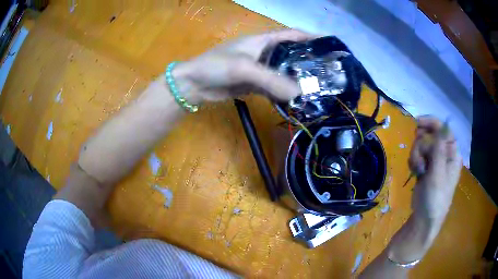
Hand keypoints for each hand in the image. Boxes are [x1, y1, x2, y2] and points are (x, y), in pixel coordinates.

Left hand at [172, 30, 313, 102]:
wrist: (194, 85)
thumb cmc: (216, 66)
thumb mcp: (244, 68)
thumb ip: (271, 80)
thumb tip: (299, 93)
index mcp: (262, 40)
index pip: (291, 34)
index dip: (310, 37)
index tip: (328, 46)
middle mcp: (263, 52)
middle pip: (290, 54)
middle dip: (307, 61)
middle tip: (326, 73)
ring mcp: (259, 69)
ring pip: (283, 72)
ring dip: (296, 79)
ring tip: (316, 88)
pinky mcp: (253, 83)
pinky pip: (273, 87)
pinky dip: (283, 92)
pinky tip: (295, 99)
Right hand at [409, 116, 462, 220]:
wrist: (424, 219)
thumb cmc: (435, 199)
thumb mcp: (437, 176)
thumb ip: (439, 151)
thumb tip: (442, 126)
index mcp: (452, 154)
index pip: (444, 130)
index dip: (432, 123)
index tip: (417, 123)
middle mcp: (444, 154)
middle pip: (430, 136)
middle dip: (421, 146)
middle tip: (419, 160)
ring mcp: (435, 160)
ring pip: (421, 145)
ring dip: (416, 156)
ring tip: (417, 171)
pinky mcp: (426, 167)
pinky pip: (417, 155)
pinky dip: (414, 161)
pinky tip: (415, 172)